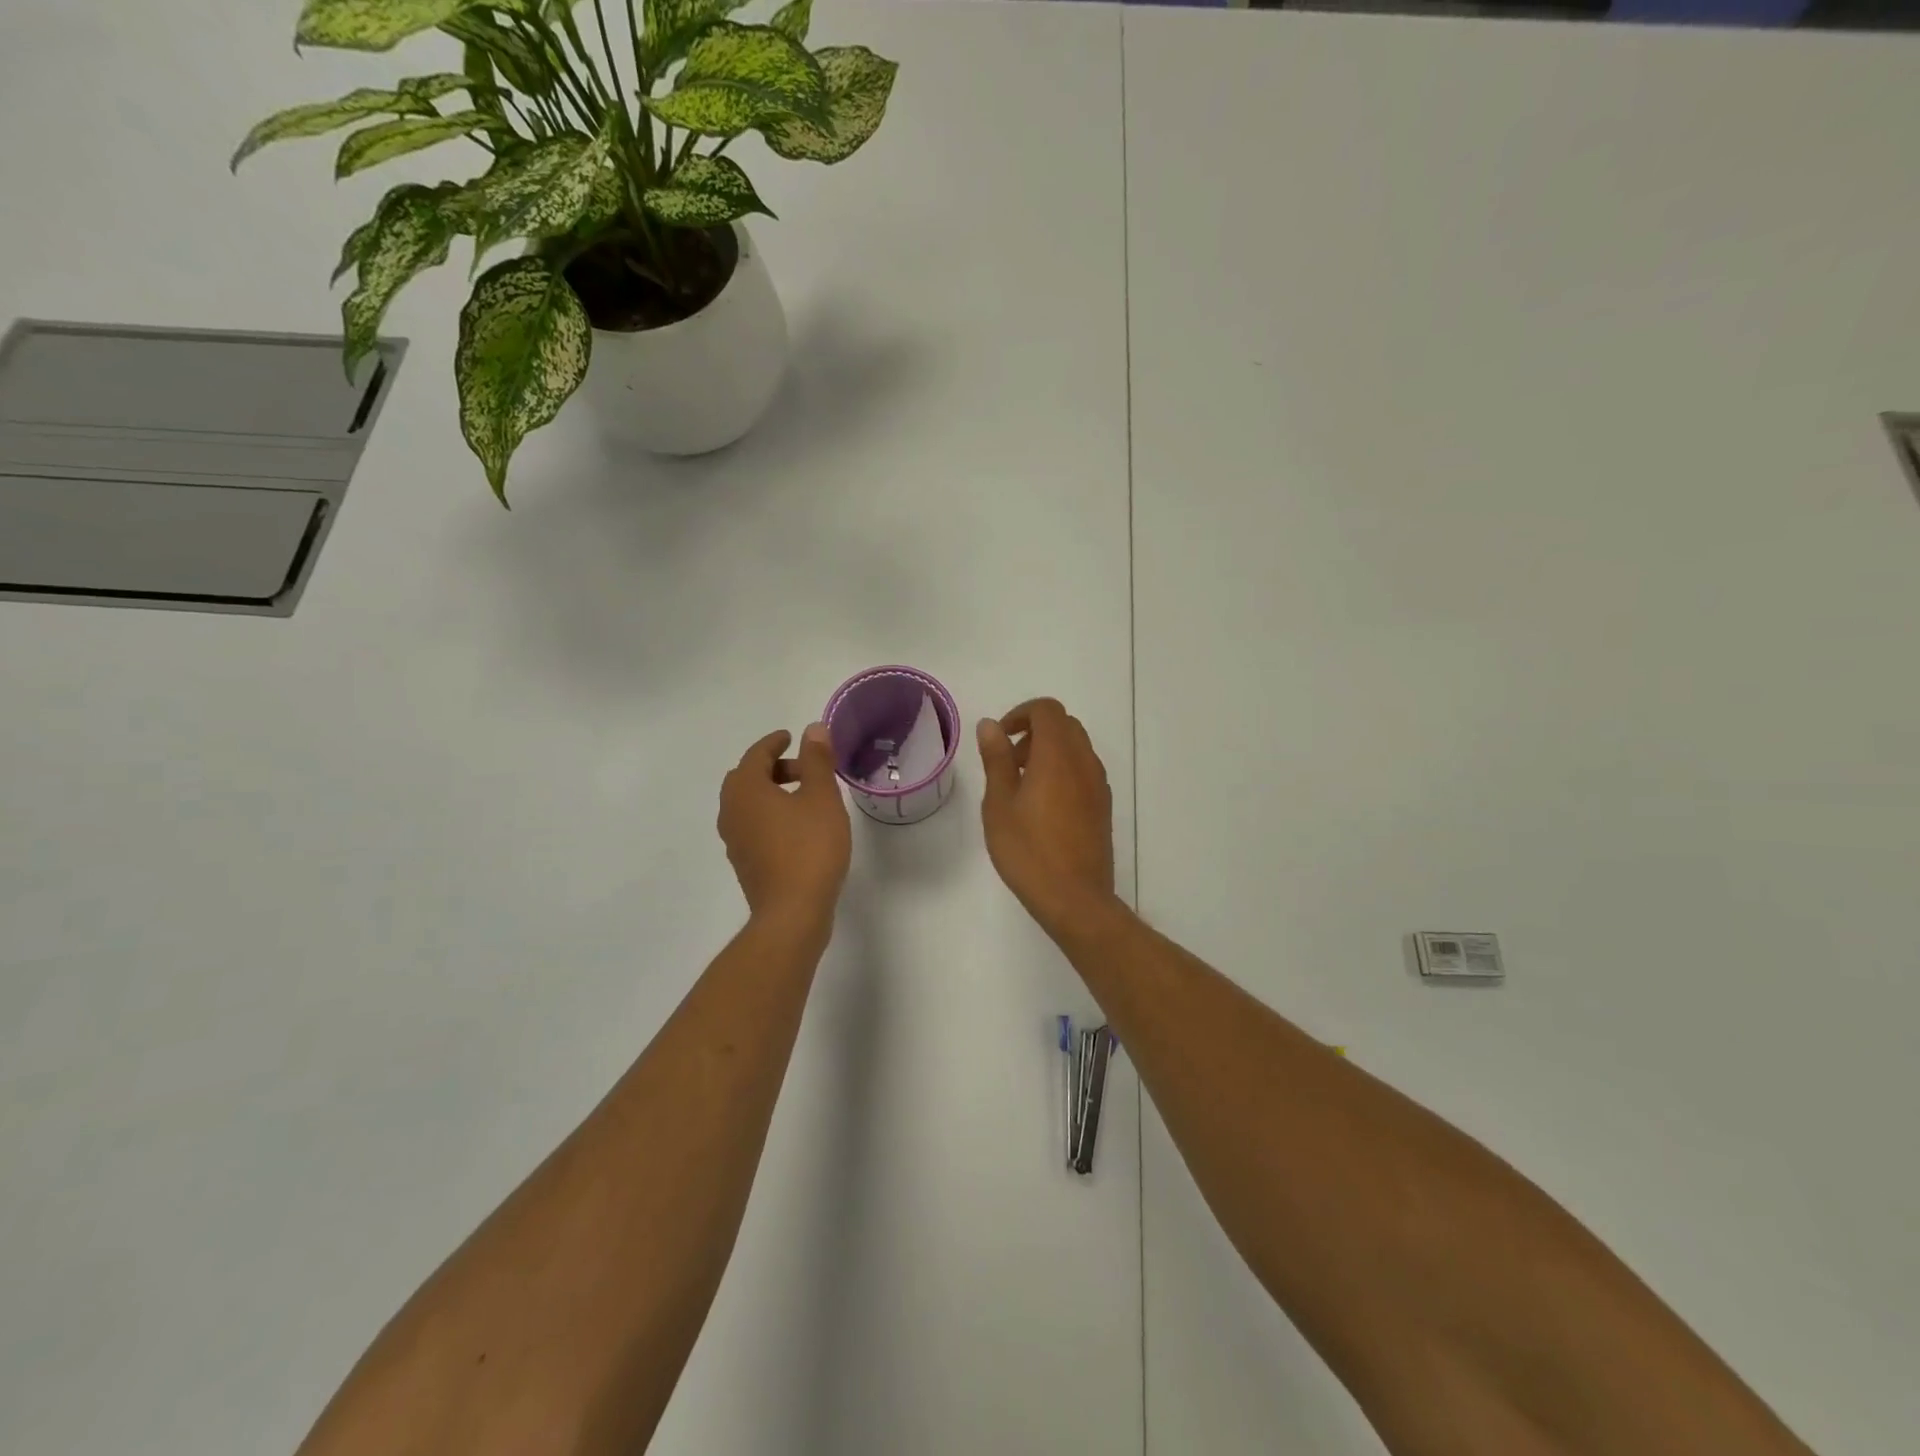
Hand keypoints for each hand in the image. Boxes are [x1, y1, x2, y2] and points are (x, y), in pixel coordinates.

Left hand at [719, 724, 851, 922]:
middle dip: (774, 768)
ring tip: (806, 797)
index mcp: (746, 790)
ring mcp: (734, 840)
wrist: (792, 912)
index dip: (774, 742)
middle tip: (805, 769)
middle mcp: (731, 811)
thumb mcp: (821, 798)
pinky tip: (797, 827)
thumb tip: (812, 729)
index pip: (756, 755)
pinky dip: (770, 814)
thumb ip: (817, 760)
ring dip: (772, 792)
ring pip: (749, 803)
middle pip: (747, 778)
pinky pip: (753, 825)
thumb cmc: (810, 848)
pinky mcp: (744, 862)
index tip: (790, 737)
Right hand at [977, 698, 1116, 936]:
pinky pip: (1083, 770)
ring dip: (1048, 752)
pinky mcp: (1103, 806)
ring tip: (1022, 787)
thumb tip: (991, 725)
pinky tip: (1043, 807)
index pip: (1046, 710)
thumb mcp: (999, 804)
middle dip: (1033, 732)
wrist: (1075, 899)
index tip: (1000, 740)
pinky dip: (1063, 770)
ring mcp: (1098, 784)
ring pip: (1076, 747)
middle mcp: (1084, 762)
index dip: (1020, 714)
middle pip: (1064, 725)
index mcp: (1058, 755)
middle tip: (1008, 763)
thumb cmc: (1028, 851)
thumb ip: (996, 759)